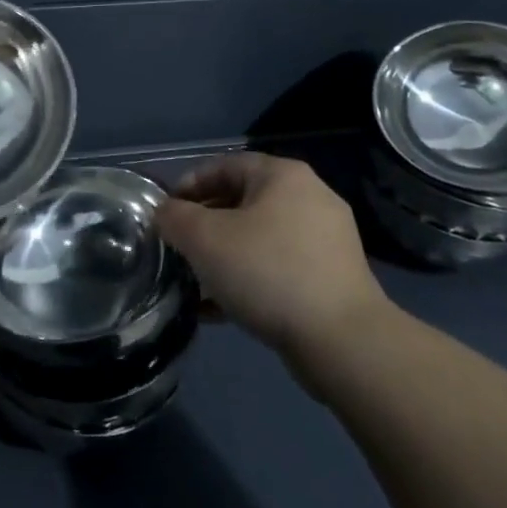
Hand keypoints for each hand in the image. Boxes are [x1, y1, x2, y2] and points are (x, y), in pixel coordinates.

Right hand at [156, 152, 387, 357]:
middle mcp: (310, 198)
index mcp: (283, 176)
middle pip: (242, 201)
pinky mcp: (332, 279)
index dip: (189, 184)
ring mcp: (326, 240)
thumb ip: (174, 218)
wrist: (343, 341)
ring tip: (195, 280)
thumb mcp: (205, 239)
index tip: (165, 211)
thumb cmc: (268, 272)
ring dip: (224, 255)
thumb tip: (164, 213)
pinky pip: (278, 268)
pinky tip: (220, 308)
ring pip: (259, 238)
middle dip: (205, 224)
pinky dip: (248, 280)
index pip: (224, 165)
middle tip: (178, 246)